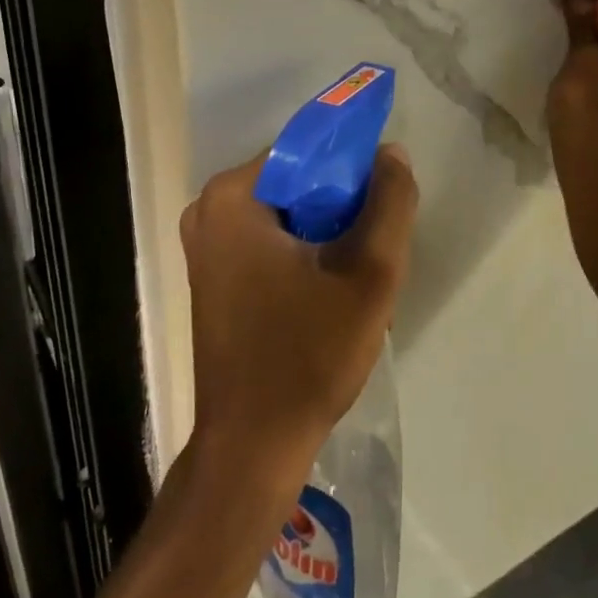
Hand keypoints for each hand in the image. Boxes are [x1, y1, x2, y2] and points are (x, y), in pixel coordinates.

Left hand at [179, 145, 418, 491]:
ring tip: (357, 273)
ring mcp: (206, 246)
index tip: (386, 200)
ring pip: (287, 215)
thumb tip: (391, 154)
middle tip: (374, 246)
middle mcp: (208, 211)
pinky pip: (270, 241)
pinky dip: (304, 252)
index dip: (354, 168)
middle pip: (296, 183)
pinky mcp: (213, 277)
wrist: (254, 445)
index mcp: (233, 196)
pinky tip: (330, 290)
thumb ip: (390, 204)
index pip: (306, 151)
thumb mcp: (368, 275)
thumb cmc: (308, 355)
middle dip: (341, 206)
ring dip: (327, 233)